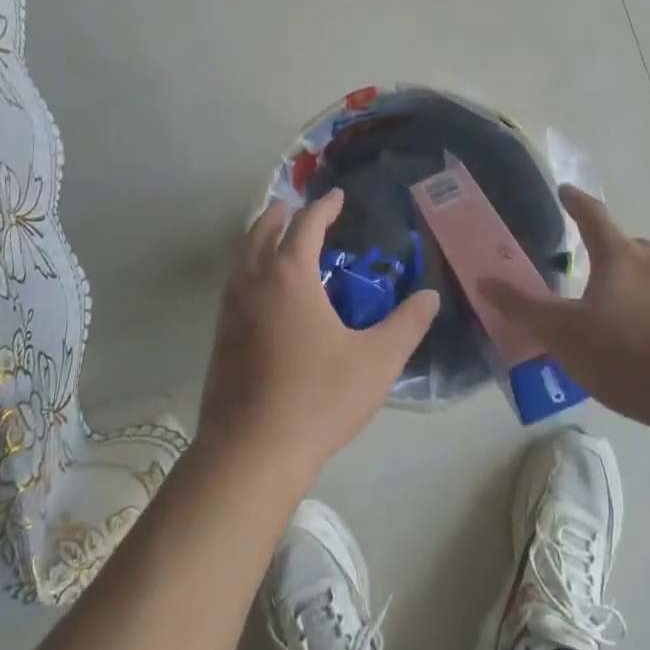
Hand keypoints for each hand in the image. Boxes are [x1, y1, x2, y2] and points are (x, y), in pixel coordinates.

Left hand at [198, 189, 438, 482]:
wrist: (251, 451)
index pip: (306, 225)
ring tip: (278, 242)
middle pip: (262, 232)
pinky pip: (235, 285)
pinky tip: (265, 296)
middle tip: (297, 208)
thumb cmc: (318, 398)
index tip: (336, 197)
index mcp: (290, 276)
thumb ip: (407, 325)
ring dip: (260, 240)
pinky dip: (249, 270)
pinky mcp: (220, 338)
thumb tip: (429, 297)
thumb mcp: (377, 361)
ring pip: (242, 258)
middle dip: (281, 215)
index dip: (323, 207)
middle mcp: (254, 282)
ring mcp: (231, 310)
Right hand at [483, 185, 649, 435]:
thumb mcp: (565, 336)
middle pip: (627, 248)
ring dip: (641, 288)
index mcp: (620, 256)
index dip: (575, 201)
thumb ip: (524, 308)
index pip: (592, 215)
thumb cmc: (630, 358)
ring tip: (628, 324)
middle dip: (609, 258)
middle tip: (594, 283)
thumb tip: (484, 280)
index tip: (565, 190)